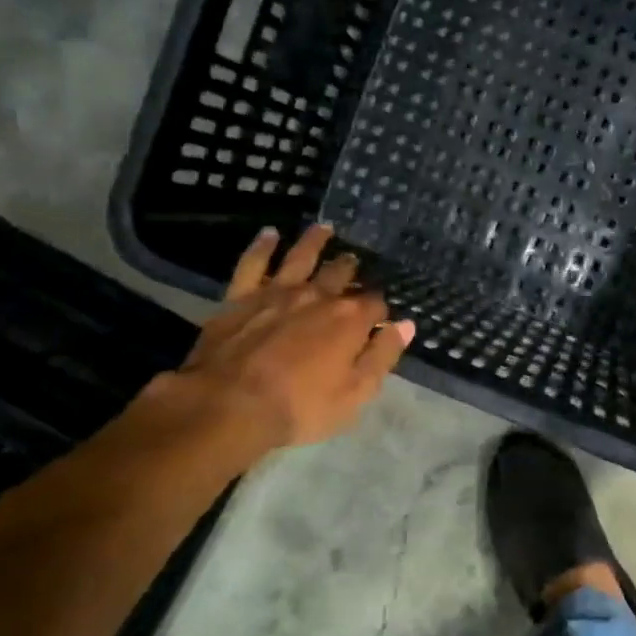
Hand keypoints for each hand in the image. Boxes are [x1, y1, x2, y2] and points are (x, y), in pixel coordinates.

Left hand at [156, 224, 413, 471]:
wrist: (229, 405)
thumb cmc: (300, 406)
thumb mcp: (356, 392)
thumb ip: (383, 356)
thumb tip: (406, 325)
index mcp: (350, 319)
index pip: (375, 305)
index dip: (379, 310)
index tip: (378, 316)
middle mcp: (319, 296)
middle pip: (340, 274)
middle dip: (349, 268)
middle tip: (353, 261)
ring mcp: (279, 292)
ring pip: (301, 257)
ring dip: (314, 242)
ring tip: (324, 229)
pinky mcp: (242, 297)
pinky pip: (254, 264)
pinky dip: (263, 247)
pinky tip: (270, 234)